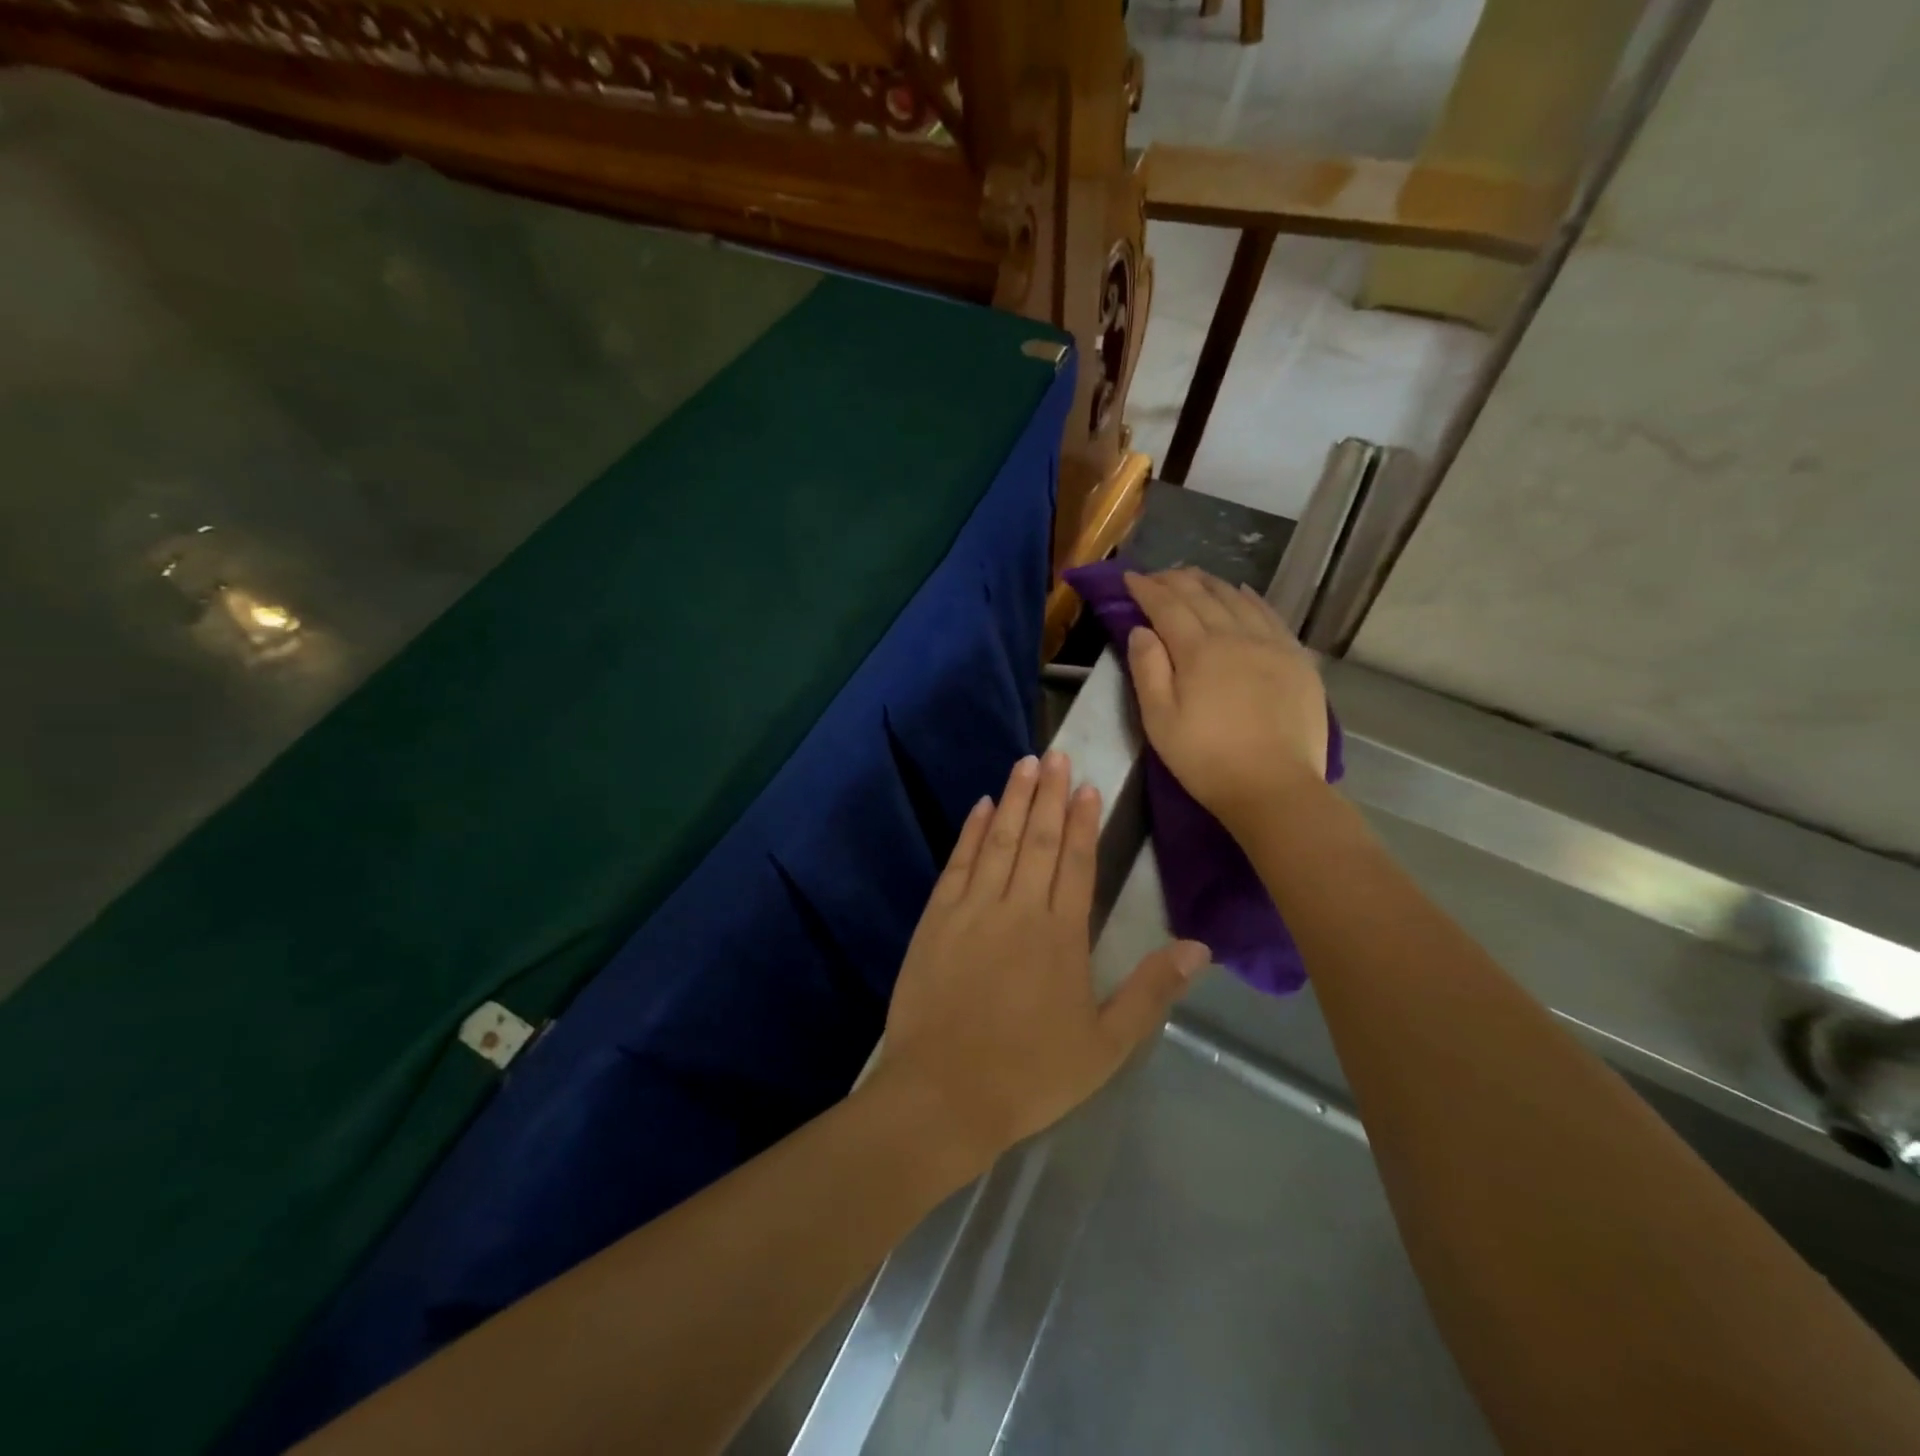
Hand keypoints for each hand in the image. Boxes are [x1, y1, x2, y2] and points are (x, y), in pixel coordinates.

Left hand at [874, 751, 1208, 1170]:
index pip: (1077, 862)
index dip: (1084, 821)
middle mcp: (1017, 909)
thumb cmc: (1030, 1075)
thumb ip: (1151, 992)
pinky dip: (972, 832)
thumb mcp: (1105, 1045)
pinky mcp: (936, 919)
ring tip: (1026, 763)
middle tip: (1057, 754)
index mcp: (1061, 935)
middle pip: (1039, 840)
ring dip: (1015, 800)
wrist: (943, 1095)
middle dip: (1050, 794)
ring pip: (1000, 841)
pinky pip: (958, 864)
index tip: (1088, 785)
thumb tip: (1199, 947)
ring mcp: (972, 910)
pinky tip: (982, 807)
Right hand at [1124, 567, 1329, 832]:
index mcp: (1198, 651)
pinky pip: (1271, 615)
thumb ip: (1147, 670)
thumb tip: (1141, 630)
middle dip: (1176, 581)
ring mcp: (1271, 644)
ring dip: (1212, 584)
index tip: (1130, 577)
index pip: (1167, 607)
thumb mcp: (1159, 721)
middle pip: (1202, 596)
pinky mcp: (1297, 659)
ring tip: (1195, 577)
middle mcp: (1236, 636)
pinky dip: (1251, 598)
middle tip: (1158, 575)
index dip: (1147, 589)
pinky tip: (1243, 593)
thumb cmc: (1206, 759)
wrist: (1274, 786)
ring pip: (1238, 599)